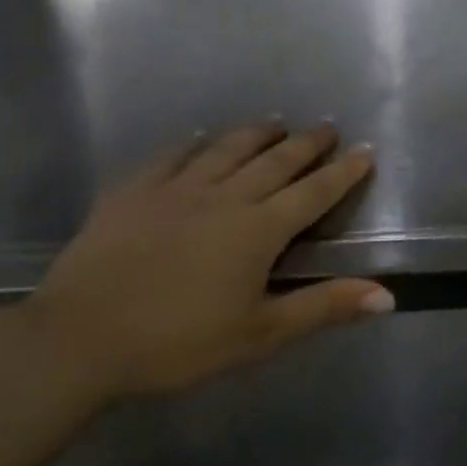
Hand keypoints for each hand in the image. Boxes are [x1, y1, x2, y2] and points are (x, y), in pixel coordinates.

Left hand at [11, 121, 392, 398]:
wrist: (78, 340)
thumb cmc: (178, 343)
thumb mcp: (260, 333)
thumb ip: (325, 307)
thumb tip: (388, 296)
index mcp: (259, 229)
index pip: (314, 192)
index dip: (344, 171)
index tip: (365, 150)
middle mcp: (224, 197)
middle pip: (275, 161)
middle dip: (306, 143)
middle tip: (326, 127)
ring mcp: (175, 189)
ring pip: (226, 149)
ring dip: (256, 133)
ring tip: (275, 122)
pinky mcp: (133, 192)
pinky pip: (171, 157)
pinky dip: (193, 145)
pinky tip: (199, 139)